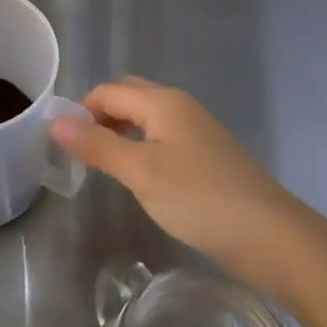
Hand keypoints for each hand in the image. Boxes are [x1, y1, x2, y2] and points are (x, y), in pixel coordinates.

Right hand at [53, 78, 301, 285]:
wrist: (271, 235)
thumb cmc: (199, 198)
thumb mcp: (141, 172)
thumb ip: (98, 145)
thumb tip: (55, 121)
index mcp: (162, 101)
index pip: (108, 91)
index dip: (81, 111)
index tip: (63, 146)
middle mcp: (180, 105)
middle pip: (128, 96)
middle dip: (100, 116)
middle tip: (82, 152)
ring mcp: (197, 129)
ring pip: (147, 117)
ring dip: (121, 131)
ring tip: (105, 164)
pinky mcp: (208, 154)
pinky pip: (163, 136)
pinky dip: (142, 145)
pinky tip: (141, 176)